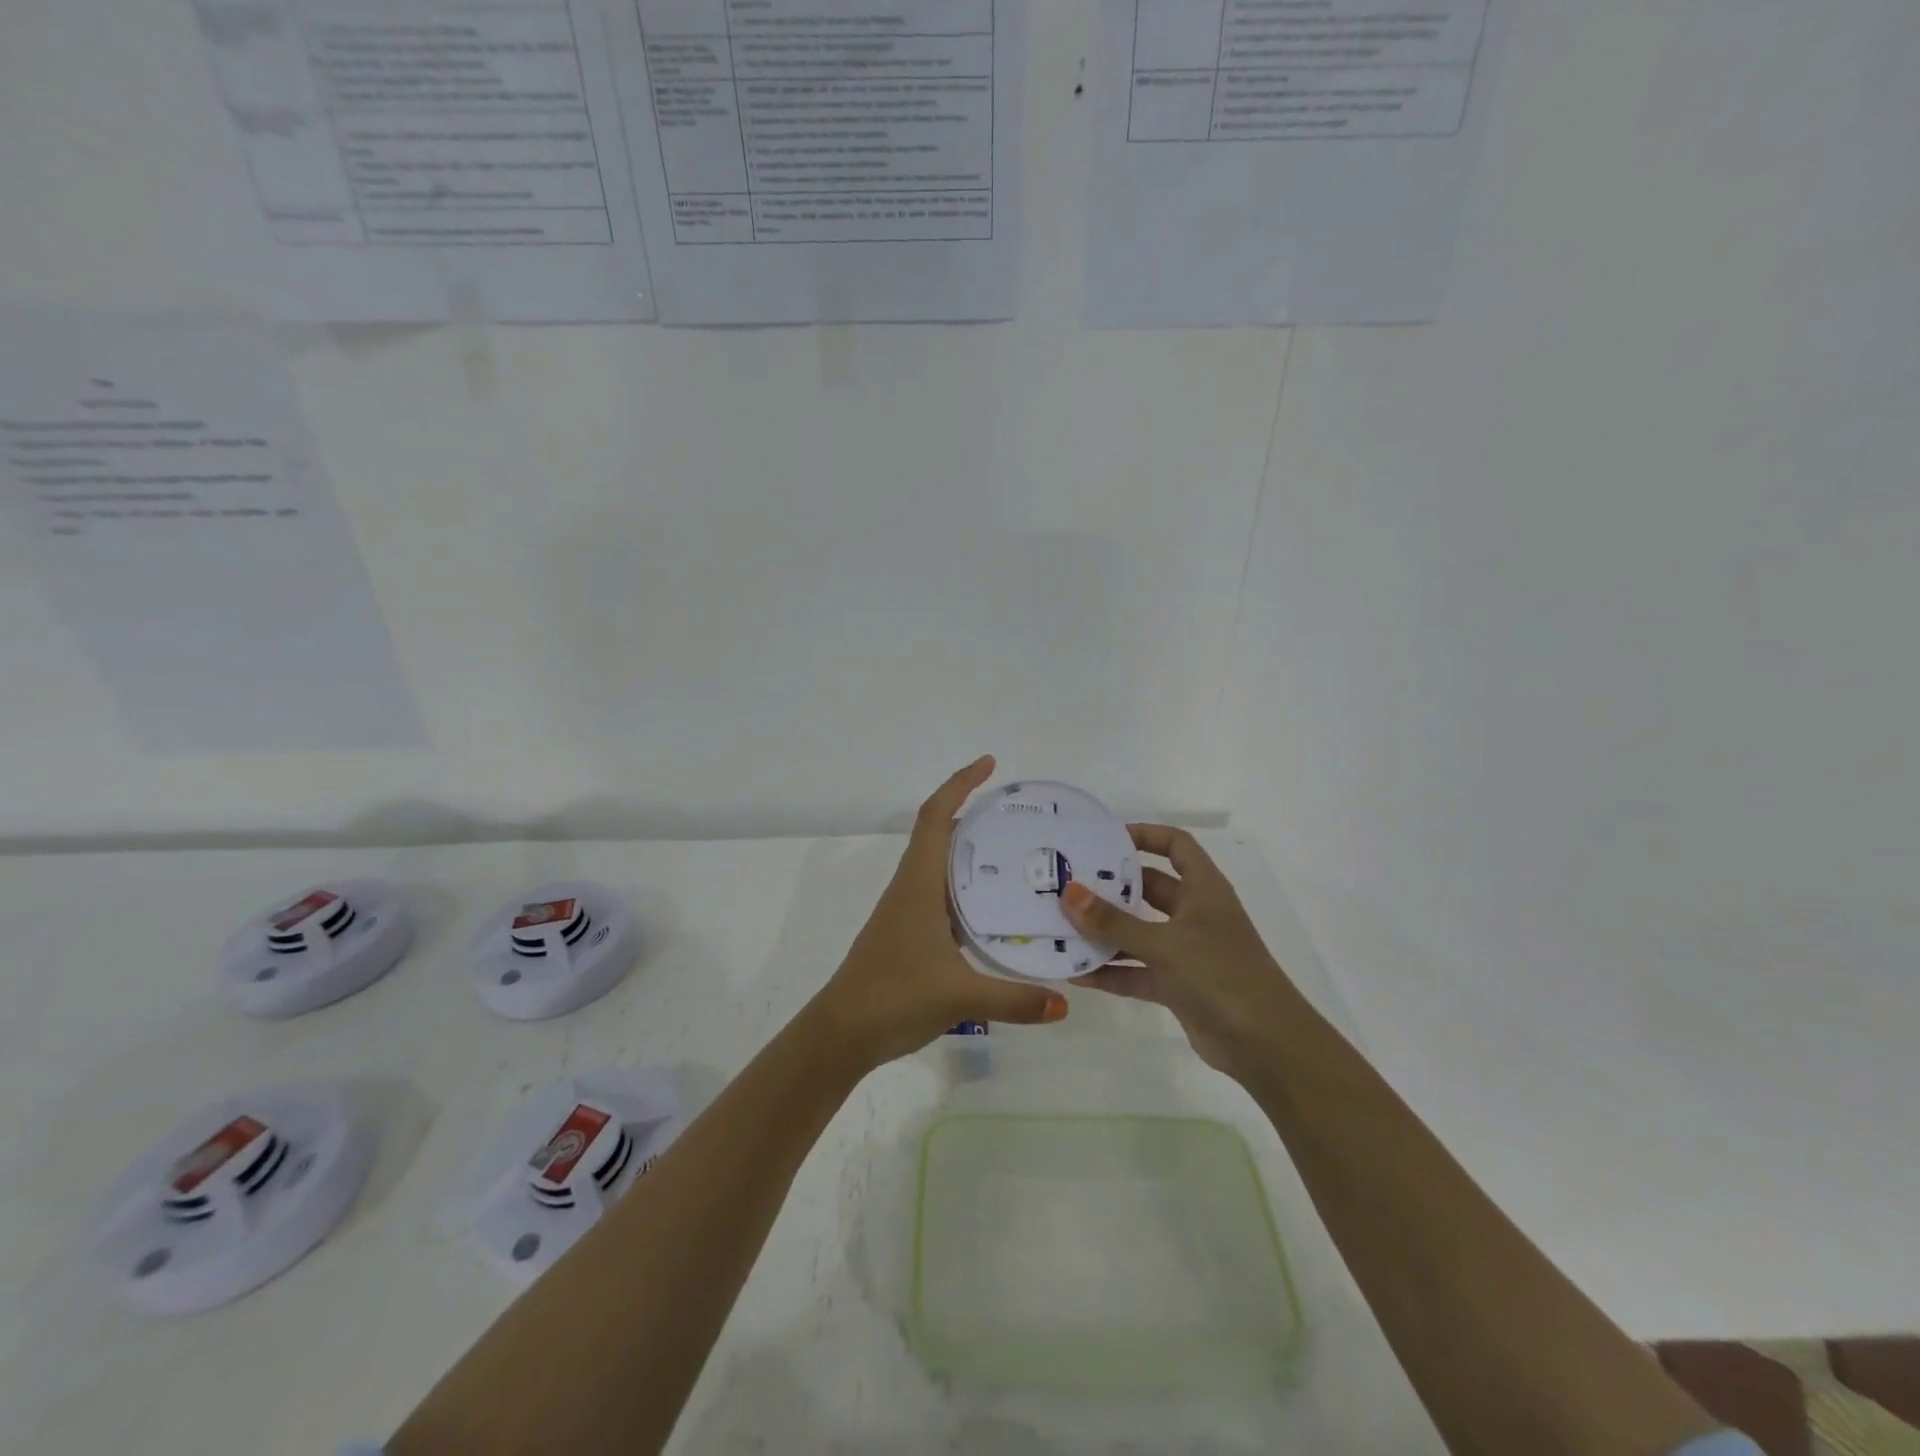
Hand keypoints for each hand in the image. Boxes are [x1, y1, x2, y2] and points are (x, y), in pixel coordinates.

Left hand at [810, 756, 1068, 1070]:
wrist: (842, 1032)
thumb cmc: (893, 997)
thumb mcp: (959, 996)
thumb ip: (1015, 998)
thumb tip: (1065, 1003)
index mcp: (918, 882)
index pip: (936, 817)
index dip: (960, 784)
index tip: (989, 765)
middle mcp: (912, 886)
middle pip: (941, 834)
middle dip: (977, 815)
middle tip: (1022, 817)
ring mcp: (908, 910)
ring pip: (942, 865)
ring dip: (973, 852)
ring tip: (1019, 854)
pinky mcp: (910, 932)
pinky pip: (943, 894)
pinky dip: (968, 887)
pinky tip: (996, 907)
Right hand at [1062, 825, 1298, 1079]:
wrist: (1266, 1046)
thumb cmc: (1221, 975)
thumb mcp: (1164, 944)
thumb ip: (1114, 922)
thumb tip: (1069, 893)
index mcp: (1204, 890)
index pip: (1175, 846)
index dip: (1145, 835)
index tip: (1104, 840)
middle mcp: (1195, 914)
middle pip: (1149, 888)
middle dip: (1111, 887)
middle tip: (1068, 883)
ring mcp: (1187, 952)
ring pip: (1138, 932)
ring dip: (1105, 932)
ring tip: (1062, 926)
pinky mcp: (1178, 986)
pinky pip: (1137, 971)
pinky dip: (1112, 972)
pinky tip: (1076, 973)